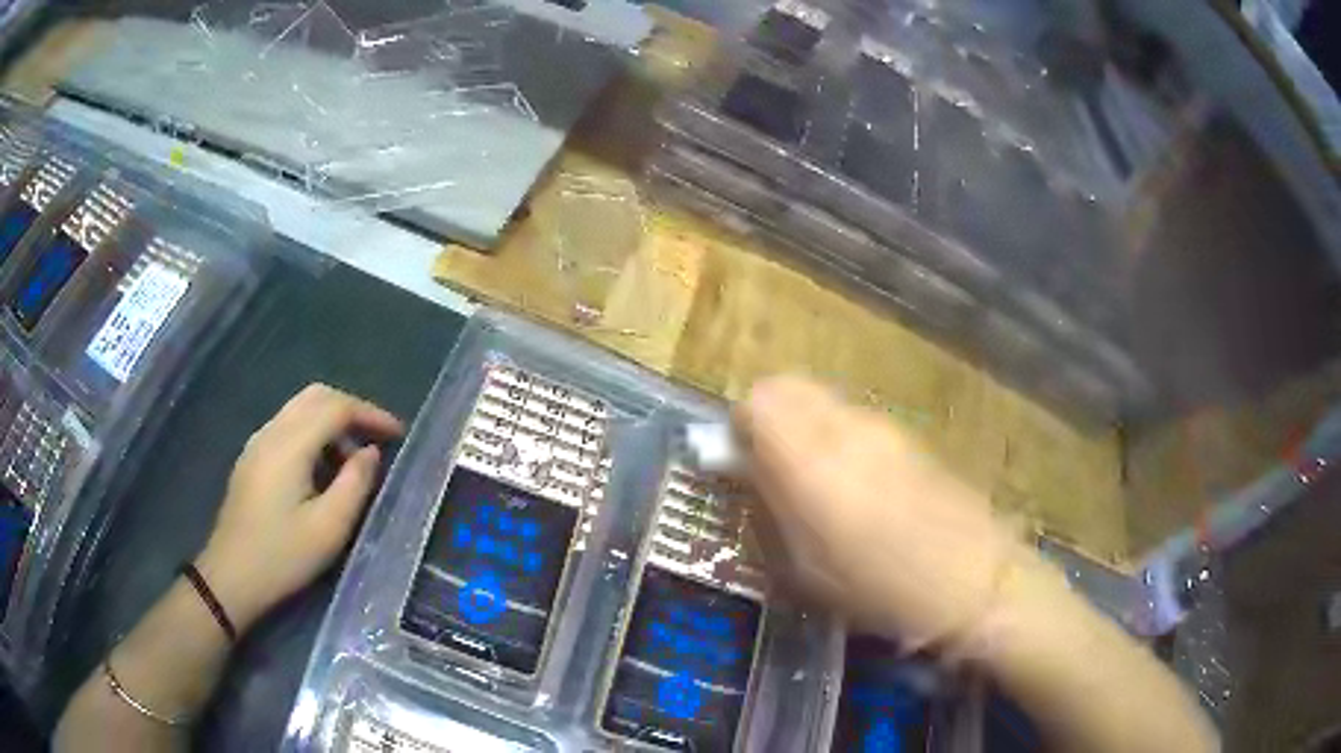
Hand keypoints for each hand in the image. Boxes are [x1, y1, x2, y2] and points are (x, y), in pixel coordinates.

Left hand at [194, 384, 403, 632]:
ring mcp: (257, 443)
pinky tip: (322, 469)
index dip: (371, 414)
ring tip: (353, 460)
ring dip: (331, 422)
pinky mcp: (251, 459)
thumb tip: (370, 452)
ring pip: (300, 410)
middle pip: (316, 396)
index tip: (398, 434)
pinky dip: (313, 434)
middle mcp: (271, 432)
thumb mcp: (329, 528)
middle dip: (351, 410)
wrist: (231, 577)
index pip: (336, 407)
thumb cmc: (282, 557)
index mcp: (290, 445)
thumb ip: (355, 484)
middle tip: (378, 438)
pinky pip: (287, 427)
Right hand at [737, 376, 1028, 648]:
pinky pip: (855, 418)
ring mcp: (882, 426)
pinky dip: (837, 434)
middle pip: (788, 386)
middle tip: (770, 465)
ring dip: (804, 424)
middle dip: (768, 416)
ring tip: (815, 479)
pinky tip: (857, 483)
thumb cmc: (879, 588)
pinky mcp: (909, 435)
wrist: (973, 579)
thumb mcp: (804, 567)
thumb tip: (748, 473)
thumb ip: (769, 510)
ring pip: (823, 399)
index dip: (739, 427)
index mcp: (811, 460)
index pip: (757, 401)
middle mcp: (845, 426)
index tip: (740, 463)